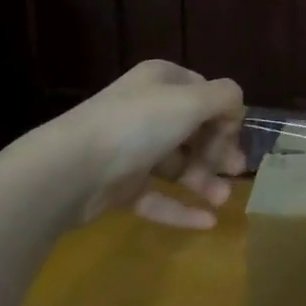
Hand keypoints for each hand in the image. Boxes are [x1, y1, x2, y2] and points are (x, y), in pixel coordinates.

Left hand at [42, 59, 247, 228]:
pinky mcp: (119, 186)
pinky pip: (157, 197)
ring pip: (177, 165)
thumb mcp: (192, 100)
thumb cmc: (137, 125)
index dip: (224, 116)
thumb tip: (236, 110)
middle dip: (218, 152)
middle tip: (235, 172)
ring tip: (223, 200)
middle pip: (194, 131)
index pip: (204, 93)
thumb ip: (225, 98)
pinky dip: (181, 209)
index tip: (235, 138)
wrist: (68, 170)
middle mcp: (146, 110)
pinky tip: (207, 223)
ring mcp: (130, 150)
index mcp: (161, 82)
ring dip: (204, 181)